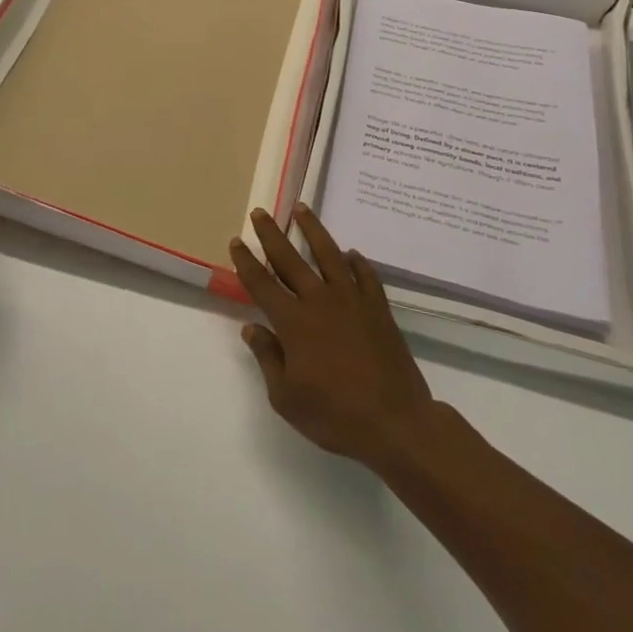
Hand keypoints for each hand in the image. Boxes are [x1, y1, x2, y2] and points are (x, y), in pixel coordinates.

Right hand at [231, 205, 438, 468]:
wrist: (396, 422)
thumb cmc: (335, 416)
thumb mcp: (286, 398)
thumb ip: (267, 358)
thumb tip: (252, 328)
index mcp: (293, 322)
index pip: (262, 283)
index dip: (246, 261)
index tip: (236, 241)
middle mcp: (319, 301)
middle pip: (290, 259)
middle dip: (271, 234)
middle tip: (260, 212)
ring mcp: (352, 301)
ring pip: (328, 254)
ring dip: (312, 229)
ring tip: (301, 209)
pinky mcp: (378, 308)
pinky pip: (365, 275)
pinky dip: (356, 262)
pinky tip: (350, 253)